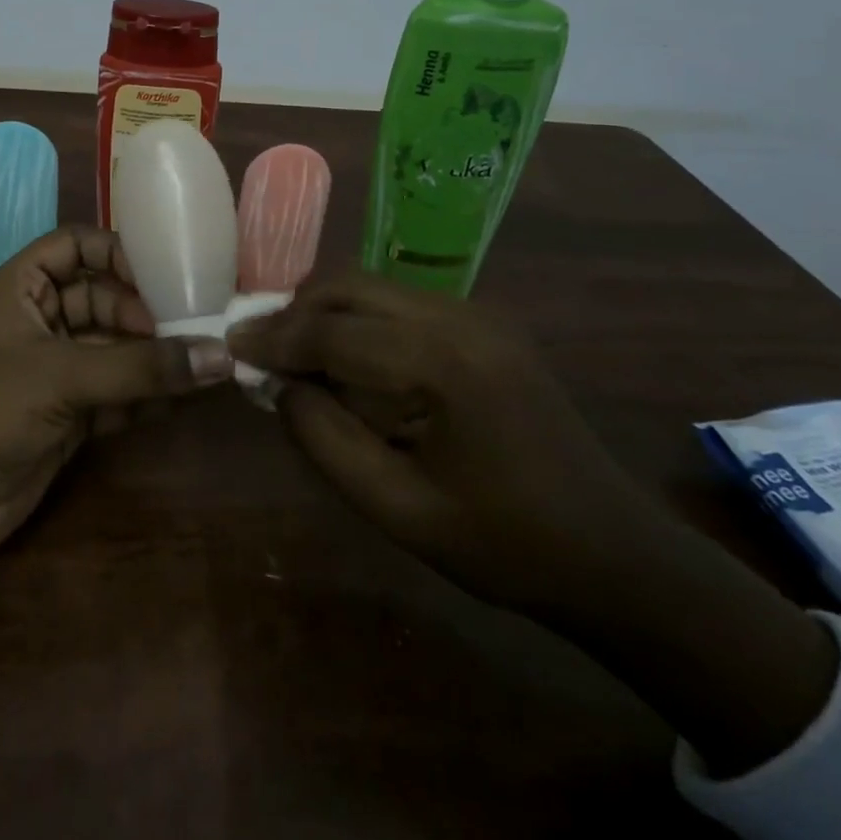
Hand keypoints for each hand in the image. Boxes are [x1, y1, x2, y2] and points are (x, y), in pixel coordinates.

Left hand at [0, 225, 233, 572]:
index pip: (75, 246)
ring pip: (116, 351)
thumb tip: (221, 355)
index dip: (116, 253)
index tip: (163, 277)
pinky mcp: (69, 417)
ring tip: (211, 362)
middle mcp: (42, 322)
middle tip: (199, 329)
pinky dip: (149, 397)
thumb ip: (139, 368)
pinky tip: (188, 398)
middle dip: (147, 312)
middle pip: (104, 299)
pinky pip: (119, 395)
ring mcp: (56, 371)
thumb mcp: (60, 377)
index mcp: (22, 287)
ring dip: (156, 358)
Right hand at [228, 272, 662, 619]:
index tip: (228, 346)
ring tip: (293, 357)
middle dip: (294, 313)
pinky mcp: (483, 323)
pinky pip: (398, 304)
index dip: (273, 338)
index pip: (333, 332)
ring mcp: (477, 314)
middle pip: (349, 288)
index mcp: (444, 363)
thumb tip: (278, 385)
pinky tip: (345, 360)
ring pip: (371, 288)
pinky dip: (357, 321)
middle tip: (258, 351)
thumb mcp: (396, 508)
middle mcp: (460, 318)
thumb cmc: (502, 544)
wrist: (612, 552)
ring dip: (323, 314)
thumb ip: (324, 438)